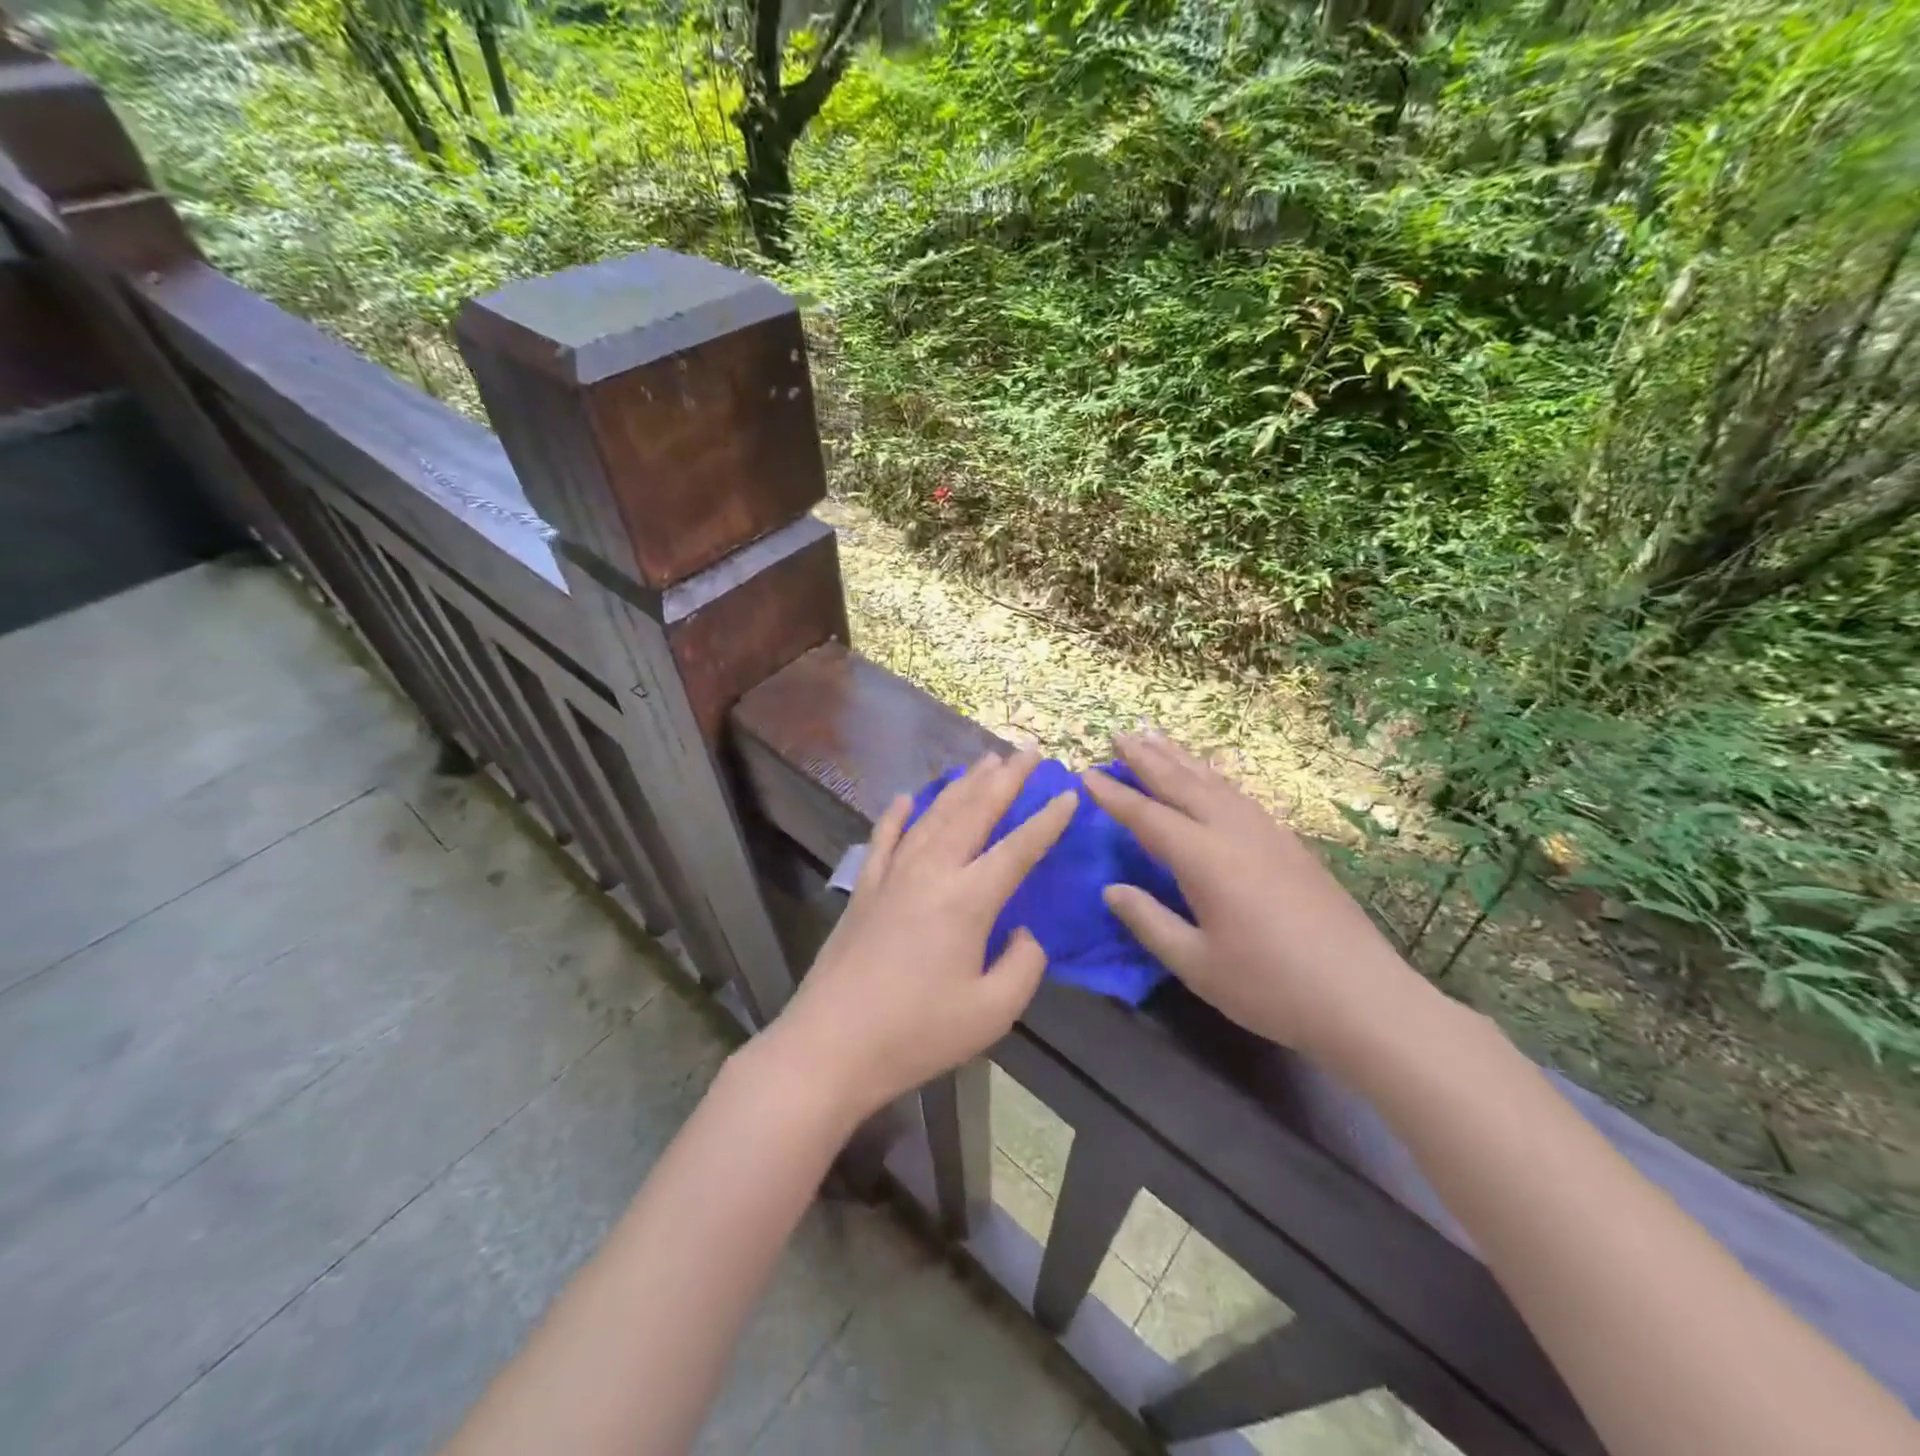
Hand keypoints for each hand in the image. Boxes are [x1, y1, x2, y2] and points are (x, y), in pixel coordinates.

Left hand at [765, 750, 1077, 1122]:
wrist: (831, 1045)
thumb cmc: (917, 1033)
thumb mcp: (992, 1013)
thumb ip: (1023, 966)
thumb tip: (1024, 933)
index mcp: (968, 899)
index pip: (1018, 848)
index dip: (1047, 820)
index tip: (1069, 793)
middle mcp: (931, 872)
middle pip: (974, 812)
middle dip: (1005, 779)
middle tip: (1028, 751)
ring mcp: (893, 875)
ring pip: (934, 815)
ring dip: (962, 785)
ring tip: (983, 761)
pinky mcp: (865, 888)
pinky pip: (885, 837)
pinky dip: (898, 813)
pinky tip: (908, 796)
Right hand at [1082, 732, 1425, 1059]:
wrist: (1365, 999)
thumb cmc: (1271, 987)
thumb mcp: (1196, 964)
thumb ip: (1149, 921)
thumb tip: (1111, 889)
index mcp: (1205, 860)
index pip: (1148, 817)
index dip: (1114, 796)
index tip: (1086, 773)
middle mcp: (1235, 833)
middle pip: (1182, 784)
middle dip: (1147, 759)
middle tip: (1119, 735)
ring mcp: (1268, 834)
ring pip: (1215, 783)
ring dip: (1182, 759)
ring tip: (1157, 738)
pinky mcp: (1291, 845)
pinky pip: (1241, 795)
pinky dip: (1215, 777)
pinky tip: (1212, 777)